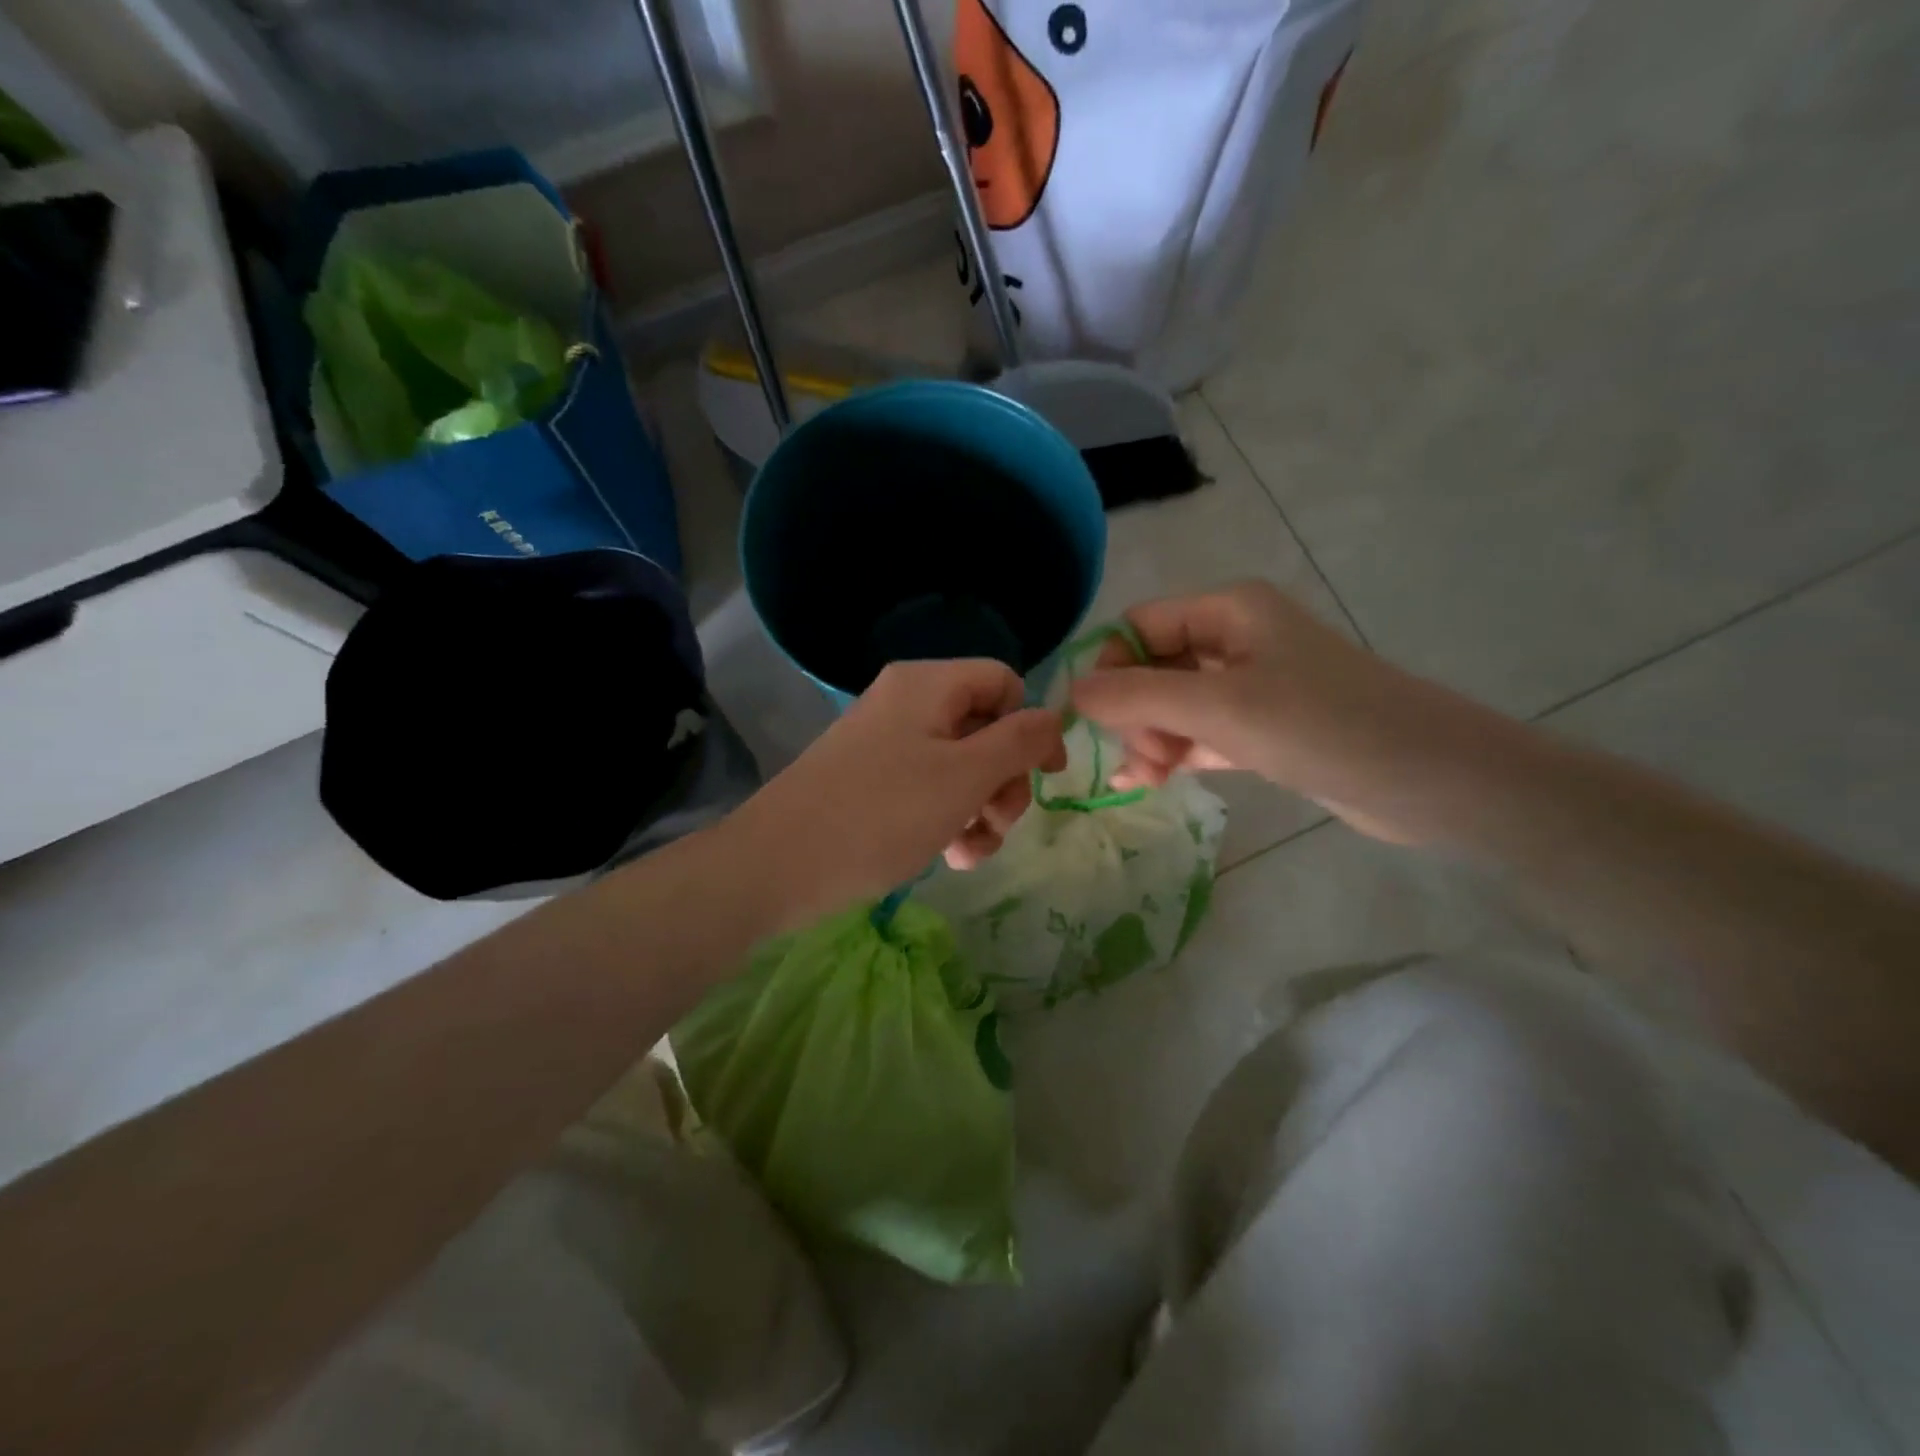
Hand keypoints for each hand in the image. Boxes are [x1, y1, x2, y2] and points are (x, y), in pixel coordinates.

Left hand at [730, 659, 1067, 925]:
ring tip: (971, 853)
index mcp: (928, 684)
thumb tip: (1054, 718)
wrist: (780, 864)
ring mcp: (887, 745)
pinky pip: (928, 790)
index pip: (1004, 682)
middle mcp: (908, 705)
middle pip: (985, 728)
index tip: (1045, 776)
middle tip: (998, 823)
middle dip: (1004, 781)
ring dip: (981, 810)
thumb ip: (1020, 742)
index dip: (1032, 725)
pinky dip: (948, 820)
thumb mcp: (965, 776)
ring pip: (960, 768)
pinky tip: (950, 858)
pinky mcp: (872, 783)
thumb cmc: (882, 812)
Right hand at [1071, 582, 1481, 843]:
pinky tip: (1154, 782)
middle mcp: (1238, 638)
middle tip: (1142, 758)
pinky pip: (1202, 733)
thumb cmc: (1321, 725)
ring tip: (1148, 779)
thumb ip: (1138, 697)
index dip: (1109, 667)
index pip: (1138, 625)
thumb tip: (1070, 691)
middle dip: (1134, 711)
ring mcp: (1254, 686)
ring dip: (1152, 738)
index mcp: (1228, 610)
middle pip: (1153, 666)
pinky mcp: (1267, 728)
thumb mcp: (1219, 707)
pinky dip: (1177, 754)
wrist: (1431, 779)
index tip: (1098, 719)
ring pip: (1176, 704)